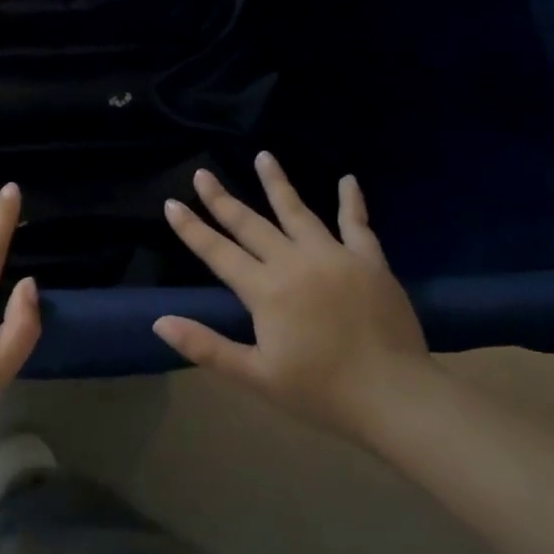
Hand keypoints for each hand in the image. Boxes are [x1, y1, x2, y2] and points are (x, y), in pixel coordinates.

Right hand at [153, 154, 431, 438]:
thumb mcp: (255, 376)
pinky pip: (357, 224)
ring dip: (277, 183)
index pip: (218, 252)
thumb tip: (159, 322)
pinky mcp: (370, 261)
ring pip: (298, 212)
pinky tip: (347, 180)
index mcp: (265, 290)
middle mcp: (294, 262)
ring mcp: (334, 257)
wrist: (395, 397)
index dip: (192, 229)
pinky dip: (351, 201)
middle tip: (203, 173)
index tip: (172, 203)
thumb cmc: (320, 391)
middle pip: (251, 224)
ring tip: (263, 156)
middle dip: (222, 199)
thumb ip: (205, 346)